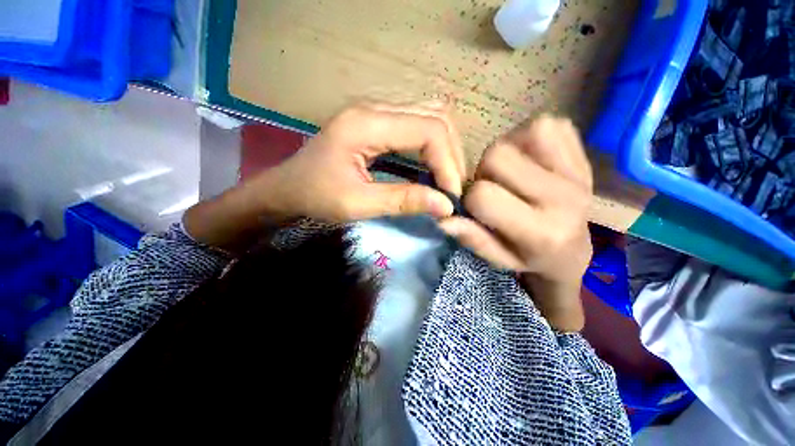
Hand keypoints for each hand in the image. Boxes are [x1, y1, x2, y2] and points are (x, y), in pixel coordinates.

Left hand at [258, 102, 466, 222]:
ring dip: (446, 149)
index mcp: (366, 123)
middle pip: (436, 117)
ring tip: (447, 179)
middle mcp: (375, 107)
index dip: (448, 163)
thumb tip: (445, 206)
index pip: (429, 129)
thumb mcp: (357, 204)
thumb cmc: (315, 196)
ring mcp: (377, 111)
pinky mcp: (378, 121)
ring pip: (431, 116)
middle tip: (452, 189)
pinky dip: (434, 146)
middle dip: (452, 155)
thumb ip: (403, 201)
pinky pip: (419, 124)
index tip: (451, 196)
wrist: (287, 188)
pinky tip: (433, 168)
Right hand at [439, 116, 592, 330]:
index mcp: (541, 231)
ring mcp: (577, 170)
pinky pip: (548, 125)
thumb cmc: (532, 258)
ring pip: (519, 135)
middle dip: (484, 172)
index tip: (476, 208)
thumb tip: (443, 220)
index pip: (483, 195)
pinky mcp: (583, 152)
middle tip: (493, 188)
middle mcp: (562, 197)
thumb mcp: (499, 259)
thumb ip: (473, 239)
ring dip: (505, 152)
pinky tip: (529, 160)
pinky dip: (529, 138)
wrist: (577, 249)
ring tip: (511, 174)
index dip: (470, 199)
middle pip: (497, 156)